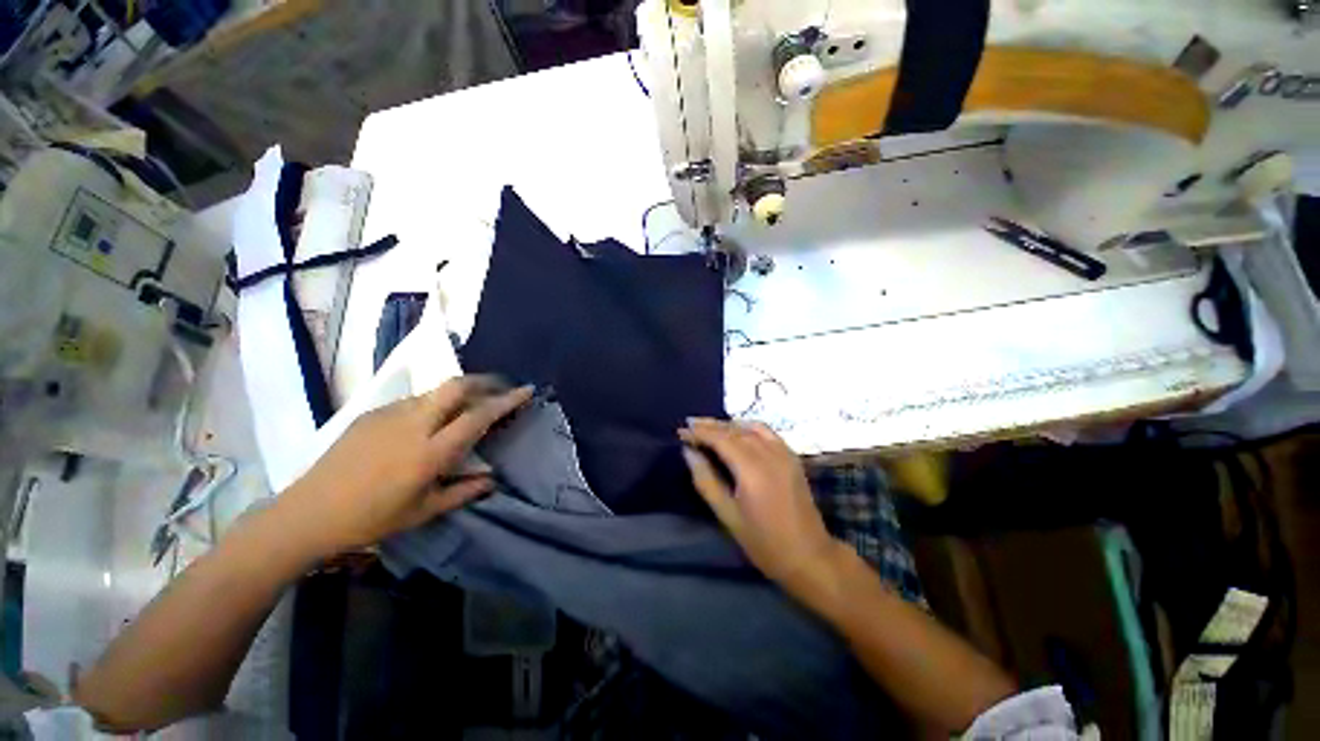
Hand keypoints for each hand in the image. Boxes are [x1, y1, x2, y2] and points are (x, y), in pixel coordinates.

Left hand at [280, 376, 532, 557]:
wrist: (307, 513)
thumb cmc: (371, 518)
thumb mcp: (424, 511)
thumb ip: (464, 491)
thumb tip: (493, 478)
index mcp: (430, 452)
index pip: (478, 415)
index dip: (506, 400)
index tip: (526, 390)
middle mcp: (413, 424)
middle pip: (456, 386)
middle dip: (484, 381)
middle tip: (500, 388)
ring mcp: (390, 415)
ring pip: (435, 391)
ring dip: (460, 392)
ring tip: (469, 405)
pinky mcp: (372, 414)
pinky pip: (414, 401)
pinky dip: (435, 403)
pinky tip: (431, 422)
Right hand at [679, 418, 847, 600]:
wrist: (809, 556)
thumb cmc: (763, 542)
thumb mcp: (727, 515)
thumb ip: (706, 480)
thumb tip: (689, 453)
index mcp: (751, 470)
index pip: (721, 439)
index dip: (699, 432)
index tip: (681, 431)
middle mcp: (769, 454)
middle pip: (734, 430)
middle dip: (710, 426)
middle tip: (689, 425)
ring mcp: (783, 453)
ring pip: (750, 428)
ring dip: (728, 425)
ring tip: (709, 428)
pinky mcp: (792, 457)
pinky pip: (767, 432)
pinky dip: (748, 427)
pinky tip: (738, 432)